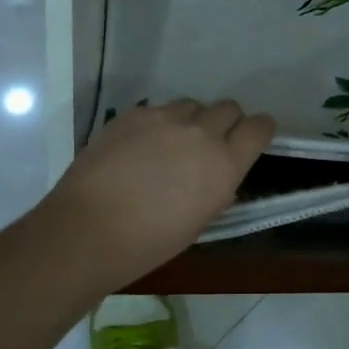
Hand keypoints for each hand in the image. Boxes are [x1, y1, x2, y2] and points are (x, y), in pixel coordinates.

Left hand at [41, 99, 274, 288]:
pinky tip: (139, 147)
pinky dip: (157, 124)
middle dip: (225, 122)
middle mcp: (201, 132)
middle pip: (228, 108)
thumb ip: (217, 189)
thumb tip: (218, 176)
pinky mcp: (133, 114)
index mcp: (225, 164)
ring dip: (191, 120)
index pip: (259, 127)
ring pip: (192, 105)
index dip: (259, 130)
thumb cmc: (149, 242)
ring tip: (171, 144)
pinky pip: (157, 110)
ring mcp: (164, 118)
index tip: (252, 138)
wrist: (89, 229)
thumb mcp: (199, 222)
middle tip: (209, 144)